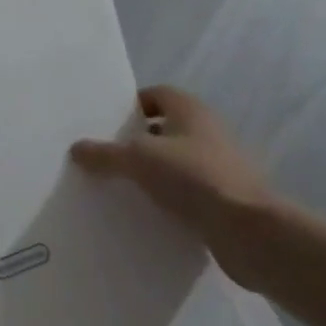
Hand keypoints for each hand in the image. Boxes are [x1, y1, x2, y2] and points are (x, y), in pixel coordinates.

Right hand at [71, 86, 282, 289]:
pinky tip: (145, 213)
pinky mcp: (224, 198)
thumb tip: (76, 148)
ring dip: (152, 172)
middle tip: (106, 157)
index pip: (156, 94)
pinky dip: (168, 198)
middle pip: (164, 129)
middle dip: (136, 141)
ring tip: (119, 187)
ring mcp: (219, 165)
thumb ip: (106, 154)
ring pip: (175, 162)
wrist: (249, 231)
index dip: (131, 106)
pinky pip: (188, 191)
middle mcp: (207, 131)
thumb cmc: (193, 178)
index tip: (107, 124)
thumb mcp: (139, 160)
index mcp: (190, 110)